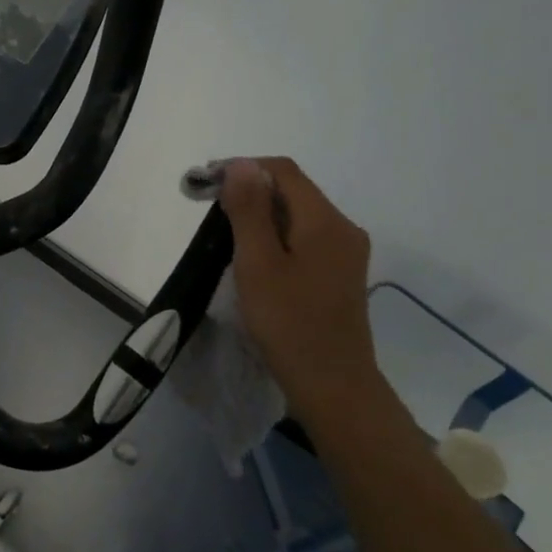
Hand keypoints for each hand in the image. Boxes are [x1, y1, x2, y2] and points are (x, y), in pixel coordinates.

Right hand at [219, 158, 381, 411]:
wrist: (333, 387)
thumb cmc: (289, 324)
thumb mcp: (258, 264)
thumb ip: (249, 211)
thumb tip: (242, 164)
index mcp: (326, 221)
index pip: (283, 171)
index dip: (243, 168)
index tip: (206, 183)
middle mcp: (343, 228)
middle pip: (293, 191)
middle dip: (250, 192)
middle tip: (209, 211)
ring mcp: (345, 253)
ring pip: (298, 216)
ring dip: (261, 215)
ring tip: (226, 235)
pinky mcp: (340, 275)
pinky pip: (305, 238)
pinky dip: (276, 236)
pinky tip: (255, 259)